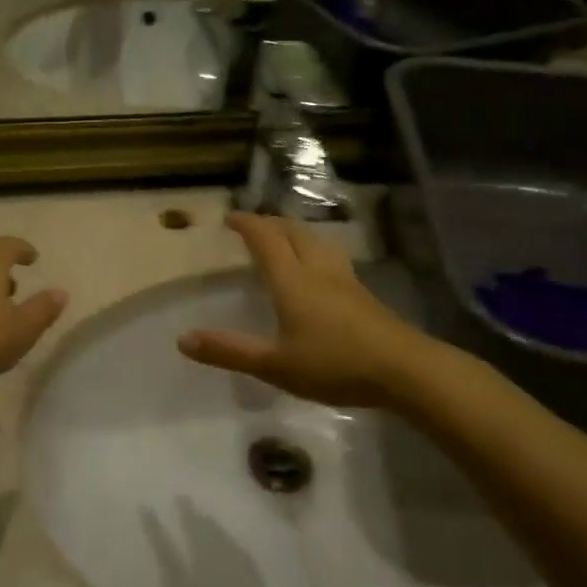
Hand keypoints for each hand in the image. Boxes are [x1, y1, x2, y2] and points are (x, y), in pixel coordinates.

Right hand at [178, 213, 423, 407]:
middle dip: (270, 223)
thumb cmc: (334, 364)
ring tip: (284, 239)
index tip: (230, 217)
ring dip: (295, 233)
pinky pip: (332, 257)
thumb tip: (183, 339)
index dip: (247, 223)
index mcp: (291, 279)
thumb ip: (229, 351)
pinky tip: (320, 271)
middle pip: (293, 232)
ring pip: (316, 241)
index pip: (265, 238)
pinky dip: (314, 251)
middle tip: (253, 226)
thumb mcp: (274, 364)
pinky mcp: (363, 294)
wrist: (404, 370)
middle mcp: (317, 269)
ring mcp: (344, 279)